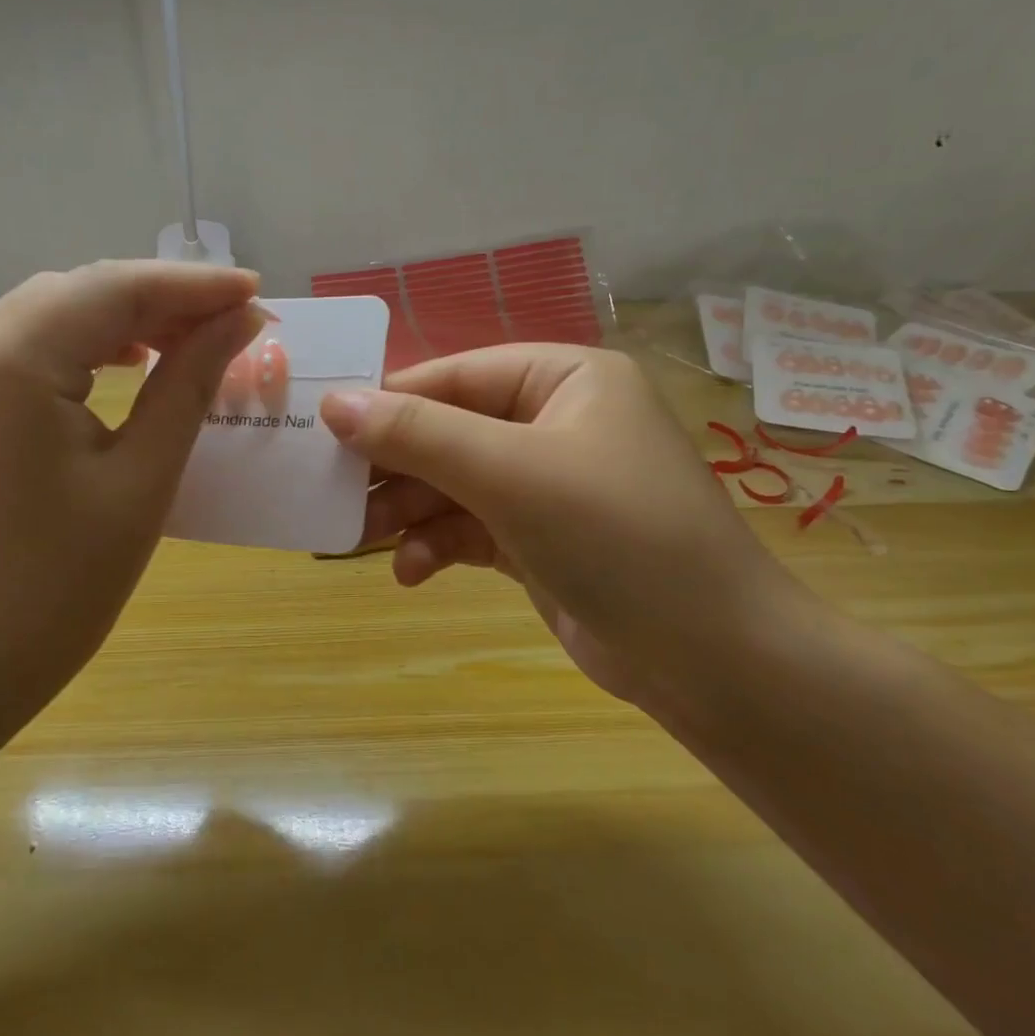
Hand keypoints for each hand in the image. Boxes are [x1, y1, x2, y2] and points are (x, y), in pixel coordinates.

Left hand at [0, 261, 261, 740]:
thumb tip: (241, 322)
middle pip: (77, 292)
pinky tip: (129, 361)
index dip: (190, 286)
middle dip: (160, 299)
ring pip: (51, 312)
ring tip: (192, 338)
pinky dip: (84, 344)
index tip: (256, 291)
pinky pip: (27, 347)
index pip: (110, 290)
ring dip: (123, 318)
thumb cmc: (58, 588)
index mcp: (6, 366)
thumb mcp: (142, 480)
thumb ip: (190, 385)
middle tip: (233, 320)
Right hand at [320, 345, 817, 707]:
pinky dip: (438, 546)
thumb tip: (334, 403)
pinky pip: (470, 528)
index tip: (322, 427)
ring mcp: (548, 485)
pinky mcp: (539, 540)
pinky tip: (413, 574)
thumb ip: (419, 434)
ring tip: (359, 539)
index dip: (388, 400)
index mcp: (565, 380)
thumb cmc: (616, 536)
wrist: (712, 660)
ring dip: (409, 512)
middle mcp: (556, 423)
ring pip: (453, 484)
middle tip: (333, 493)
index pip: (456, 375)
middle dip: (394, 468)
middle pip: (449, 432)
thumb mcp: (510, 474)